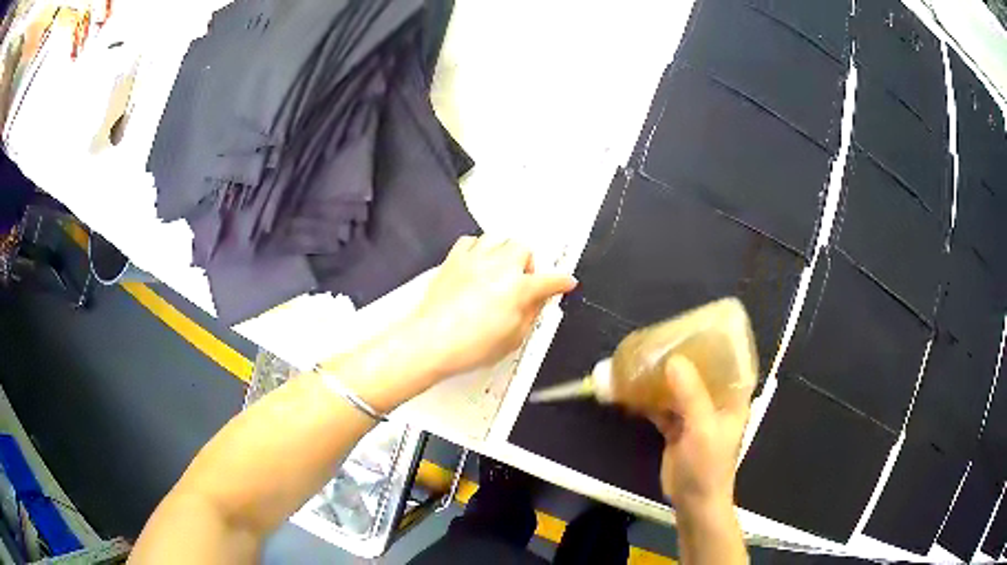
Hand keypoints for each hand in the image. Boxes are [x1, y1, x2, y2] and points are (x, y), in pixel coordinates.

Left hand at [408, 236, 576, 377]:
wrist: (432, 341)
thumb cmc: (468, 345)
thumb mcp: (513, 338)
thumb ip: (530, 315)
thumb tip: (538, 303)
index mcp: (519, 288)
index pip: (550, 280)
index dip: (561, 282)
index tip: (565, 282)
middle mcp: (499, 267)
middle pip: (524, 247)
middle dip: (528, 262)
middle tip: (523, 280)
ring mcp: (475, 259)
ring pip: (498, 238)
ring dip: (503, 251)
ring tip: (500, 268)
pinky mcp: (454, 259)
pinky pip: (470, 241)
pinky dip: (478, 248)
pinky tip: (477, 262)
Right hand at [649, 355, 752, 514]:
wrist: (693, 501)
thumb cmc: (707, 464)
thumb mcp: (702, 427)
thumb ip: (690, 394)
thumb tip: (673, 360)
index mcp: (733, 398)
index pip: (732, 362)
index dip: (720, 344)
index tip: (701, 326)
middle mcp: (716, 402)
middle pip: (701, 372)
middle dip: (684, 357)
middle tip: (664, 339)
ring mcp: (695, 415)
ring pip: (679, 388)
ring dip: (663, 378)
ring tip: (645, 358)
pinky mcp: (677, 428)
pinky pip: (663, 406)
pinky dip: (649, 398)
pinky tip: (633, 388)